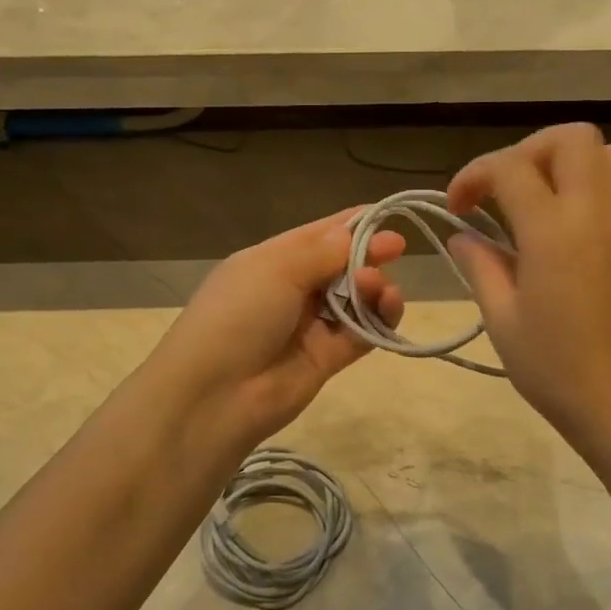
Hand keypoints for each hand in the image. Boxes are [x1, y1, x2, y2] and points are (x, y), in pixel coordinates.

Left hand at [148, 209, 405, 448]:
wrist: (214, 394)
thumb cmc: (238, 315)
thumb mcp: (275, 269)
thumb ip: (322, 251)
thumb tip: (352, 234)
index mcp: (271, 261)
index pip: (317, 235)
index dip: (350, 224)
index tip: (385, 215)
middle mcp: (291, 291)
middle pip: (340, 266)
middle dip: (367, 254)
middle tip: (396, 248)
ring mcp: (310, 326)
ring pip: (355, 299)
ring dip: (373, 286)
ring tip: (377, 285)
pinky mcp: (328, 359)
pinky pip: (362, 332)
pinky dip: (379, 318)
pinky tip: (389, 305)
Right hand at [446, 124, 610, 446]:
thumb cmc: (550, 365)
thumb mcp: (500, 316)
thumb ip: (479, 264)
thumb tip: (462, 235)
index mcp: (552, 231)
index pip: (510, 168)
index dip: (473, 175)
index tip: (456, 206)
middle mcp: (593, 213)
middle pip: (571, 138)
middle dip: (527, 150)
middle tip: (501, 188)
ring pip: (608, 154)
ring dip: (567, 161)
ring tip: (536, 196)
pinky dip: (595, 185)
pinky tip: (570, 219)